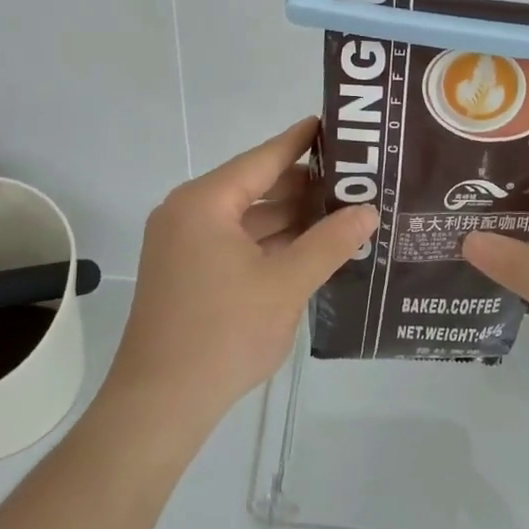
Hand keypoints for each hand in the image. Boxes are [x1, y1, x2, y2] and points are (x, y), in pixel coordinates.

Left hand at [107, 117, 378, 433]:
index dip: (302, 141)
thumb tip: (368, 211)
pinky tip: (308, 248)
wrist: (160, 404)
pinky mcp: (186, 272)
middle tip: (354, 179)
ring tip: (341, 211)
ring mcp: (183, 244)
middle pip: (254, 185)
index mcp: (205, 202)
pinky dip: (268, 242)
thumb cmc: (223, 334)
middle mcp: (188, 212)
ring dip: (288, 217)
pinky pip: (234, 242)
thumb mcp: (286, 284)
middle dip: (303, 185)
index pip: (263, 158)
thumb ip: (330, 242)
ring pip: (246, 217)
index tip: (335, 123)